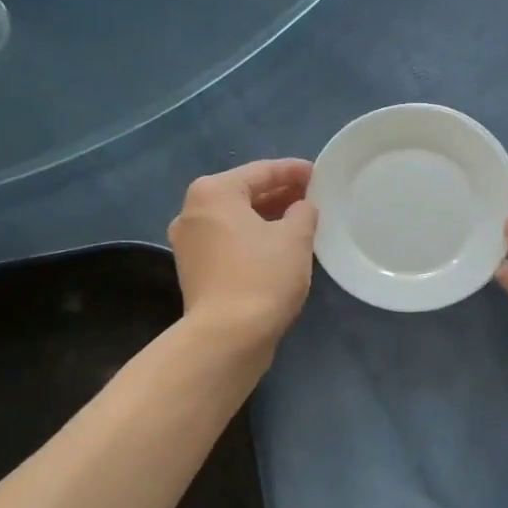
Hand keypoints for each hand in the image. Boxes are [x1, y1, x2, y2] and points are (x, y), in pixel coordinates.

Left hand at [167, 159, 318, 353]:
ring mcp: (189, 244)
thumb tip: (301, 208)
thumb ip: (303, 212)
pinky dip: (252, 240)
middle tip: (311, 197)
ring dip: (266, 219)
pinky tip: (278, 248)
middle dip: (278, 195)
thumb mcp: (295, 238)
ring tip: (299, 222)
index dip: (293, 171)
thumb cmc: (262, 276)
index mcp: (213, 193)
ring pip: (235, 221)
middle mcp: (192, 212)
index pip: (261, 171)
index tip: (318, 174)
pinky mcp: (194, 272)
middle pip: (243, 194)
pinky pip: (229, 243)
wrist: (227, 336)